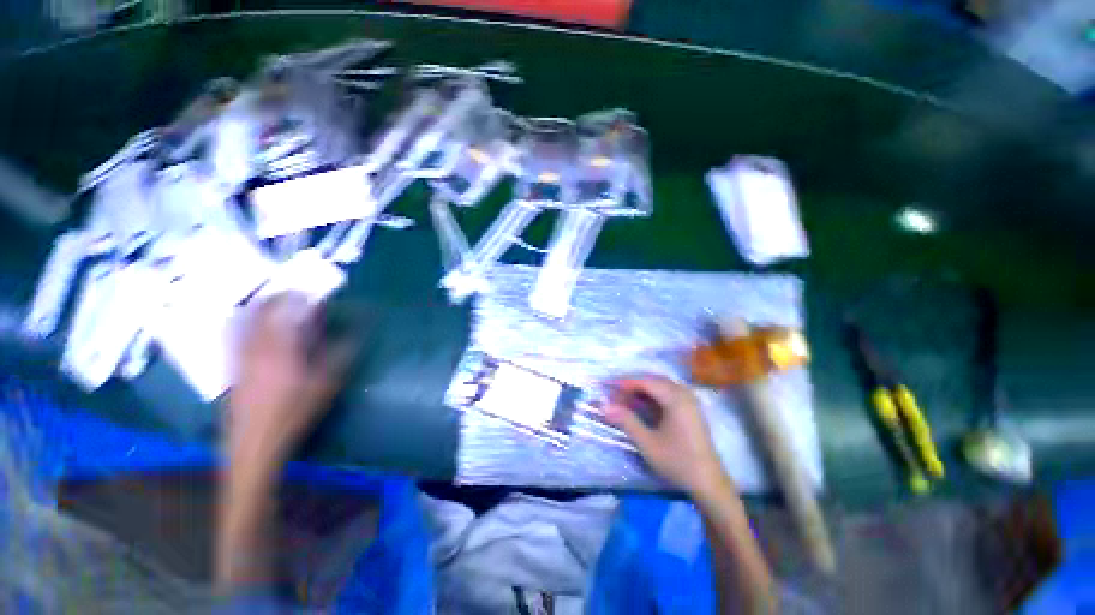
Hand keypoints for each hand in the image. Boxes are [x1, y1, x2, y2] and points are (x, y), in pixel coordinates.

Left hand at [227, 293, 351, 467]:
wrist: (254, 443)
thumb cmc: (294, 412)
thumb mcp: (326, 384)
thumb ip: (342, 353)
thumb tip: (359, 332)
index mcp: (280, 348)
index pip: (285, 310)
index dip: (298, 296)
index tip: (312, 293)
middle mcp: (254, 346)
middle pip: (261, 310)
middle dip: (278, 297)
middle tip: (295, 294)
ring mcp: (239, 356)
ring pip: (245, 320)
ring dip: (260, 307)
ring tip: (276, 303)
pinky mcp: (231, 366)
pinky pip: (235, 334)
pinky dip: (246, 322)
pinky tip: (254, 326)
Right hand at [605, 376, 729, 498]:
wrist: (709, 483)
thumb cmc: (677, 462)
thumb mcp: (647, 443)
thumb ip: (626, 421)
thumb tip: (604, 406)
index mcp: (676, 399)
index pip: (645, 381)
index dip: (625, 382)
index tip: (607, 385)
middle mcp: (684, 394)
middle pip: (653, 380)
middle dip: (632, 384)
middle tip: (614, 393)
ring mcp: (689, 401)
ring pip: (661, 386)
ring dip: (642, 389)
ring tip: (625, 398)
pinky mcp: (690, 409)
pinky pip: (668, 393)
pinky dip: (652, 395)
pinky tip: (642, 404)